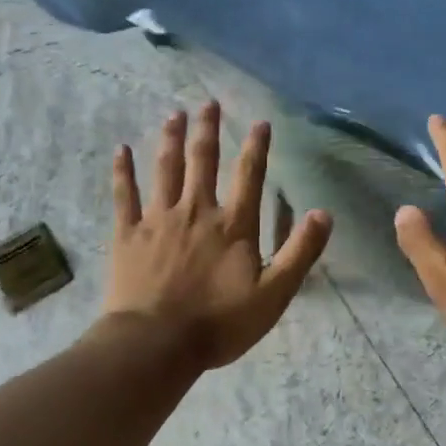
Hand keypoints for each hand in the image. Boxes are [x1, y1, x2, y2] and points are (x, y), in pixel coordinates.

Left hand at [103, 101, 331, 369]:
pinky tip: (121, 150)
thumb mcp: (274, 295)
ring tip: (173, 113)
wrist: (157, 343)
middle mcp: (196, 211)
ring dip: (170, 139)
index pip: (249, 176)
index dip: (257, 147)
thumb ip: (300, 253)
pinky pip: (125, 195)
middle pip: (203, 161)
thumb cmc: (219, 323)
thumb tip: (324, 213)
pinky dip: (123, 171)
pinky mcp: (128, 234)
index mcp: (233, 226)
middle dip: (208, 130)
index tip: (261, 122)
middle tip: (208, 102)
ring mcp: (158, 219)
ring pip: (165, 169)